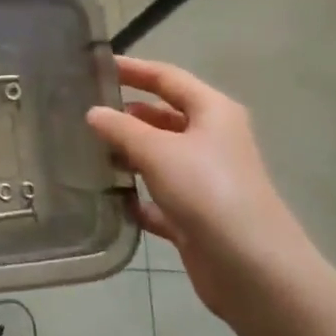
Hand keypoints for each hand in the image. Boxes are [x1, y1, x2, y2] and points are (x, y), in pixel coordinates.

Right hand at [87, 58, 325, 324]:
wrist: (253, 270)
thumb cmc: (207, 191)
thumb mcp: (157, 150)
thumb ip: (121, 128)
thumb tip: (93, 112)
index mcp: (212, 112)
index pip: (168, 78)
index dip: (134, 69)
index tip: (96, 66)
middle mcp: (212, 140)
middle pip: (162, 117)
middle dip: (126, 115)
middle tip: (83, 113)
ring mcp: (205, 180)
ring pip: (159, 157)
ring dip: (127, 155)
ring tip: (87, 153)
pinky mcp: (196, 216)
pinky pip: (159, 197)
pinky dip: (137, 196)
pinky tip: (109, 198)